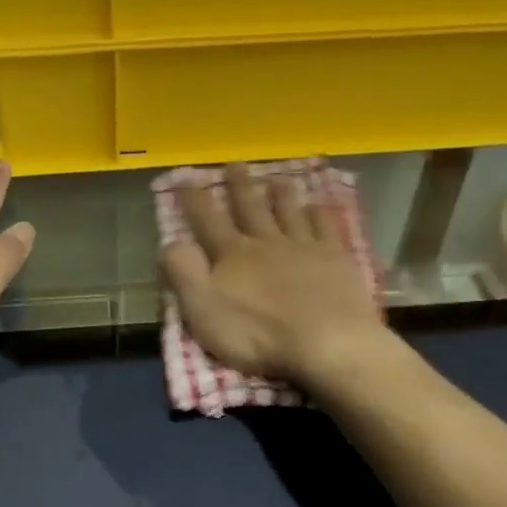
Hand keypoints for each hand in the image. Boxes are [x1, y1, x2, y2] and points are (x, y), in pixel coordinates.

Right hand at [158, 162, 386, 386]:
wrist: (328, 341)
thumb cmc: (258, 334)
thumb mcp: (204, 310)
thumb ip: (184, 274)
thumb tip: (170, 242)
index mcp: (233, 255)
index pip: (208, 221)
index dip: (195, 201)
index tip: (186, 179)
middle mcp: (267, 243)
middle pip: (251, 208)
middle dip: (240, 186)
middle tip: (235, 164)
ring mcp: (305, 248)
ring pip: (289, 212)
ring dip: (280, 194)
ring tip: (276, 178)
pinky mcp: (336, 260)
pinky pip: (325, 228)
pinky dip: (318, 215)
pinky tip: (317, 208)